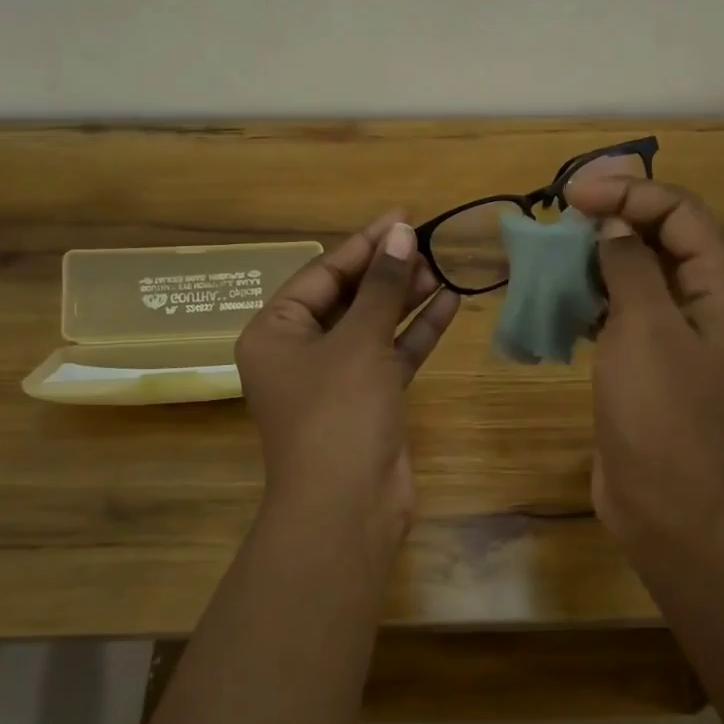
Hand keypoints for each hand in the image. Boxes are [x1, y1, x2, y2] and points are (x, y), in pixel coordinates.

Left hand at [235, 211, 460, 541]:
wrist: (347, 507)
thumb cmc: (338, 412)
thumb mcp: (359, 342)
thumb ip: (382, 286)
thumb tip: (400, 232)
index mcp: (275, 332)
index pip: (322, 274)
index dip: (363, 244)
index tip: (402, 217)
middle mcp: (300, 352)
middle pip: (347, 298)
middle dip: (386, 271)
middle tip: (427, 242)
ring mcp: (335, 379)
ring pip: (373, 326)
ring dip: (405, 299)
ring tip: (441, 266)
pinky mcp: (368, 401)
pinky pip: (392, 355)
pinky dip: (417, 332)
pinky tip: (448, 304)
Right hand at [565, 177, 723, 541]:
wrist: (664, 502)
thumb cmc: (660, 411)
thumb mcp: (644, 328)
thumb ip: (630, 267)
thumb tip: (613, 228)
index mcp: (717, 287)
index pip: (680, 212)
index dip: (630, 193)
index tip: (575, 195)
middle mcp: (699, 303)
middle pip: (660, 237)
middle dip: (613, 218)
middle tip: (561, 215)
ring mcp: (670, 335)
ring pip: (634, 274)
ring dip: (596, 257)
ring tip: (552, 251)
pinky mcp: (642, 362)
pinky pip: (617, 312)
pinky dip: (589, 298)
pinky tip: (556, 299)